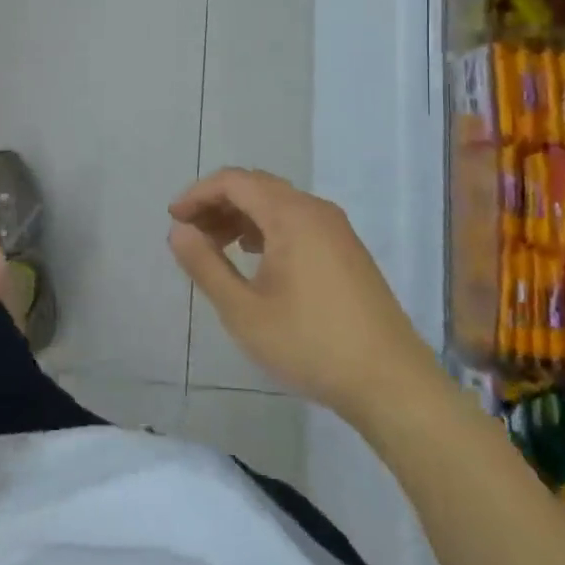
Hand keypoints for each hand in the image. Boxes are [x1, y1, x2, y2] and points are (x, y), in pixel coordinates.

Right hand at [168, 169, 429, 423]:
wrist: (390, 383)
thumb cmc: (309, 344)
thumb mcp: (243, 310)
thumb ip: (205, 266)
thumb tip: (178, 231)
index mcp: (291, 215)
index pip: (234, 181)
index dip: (198, 194)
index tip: (174, 219)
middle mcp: (316, 210)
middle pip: (257, 187)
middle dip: (218, 204)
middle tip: (190, 234)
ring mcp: (337, 230)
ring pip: (278, 204)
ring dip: (242, 217)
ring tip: (216, 247)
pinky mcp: (348, 251)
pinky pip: (298, 222)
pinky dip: (268, 229)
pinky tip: (256, 258)